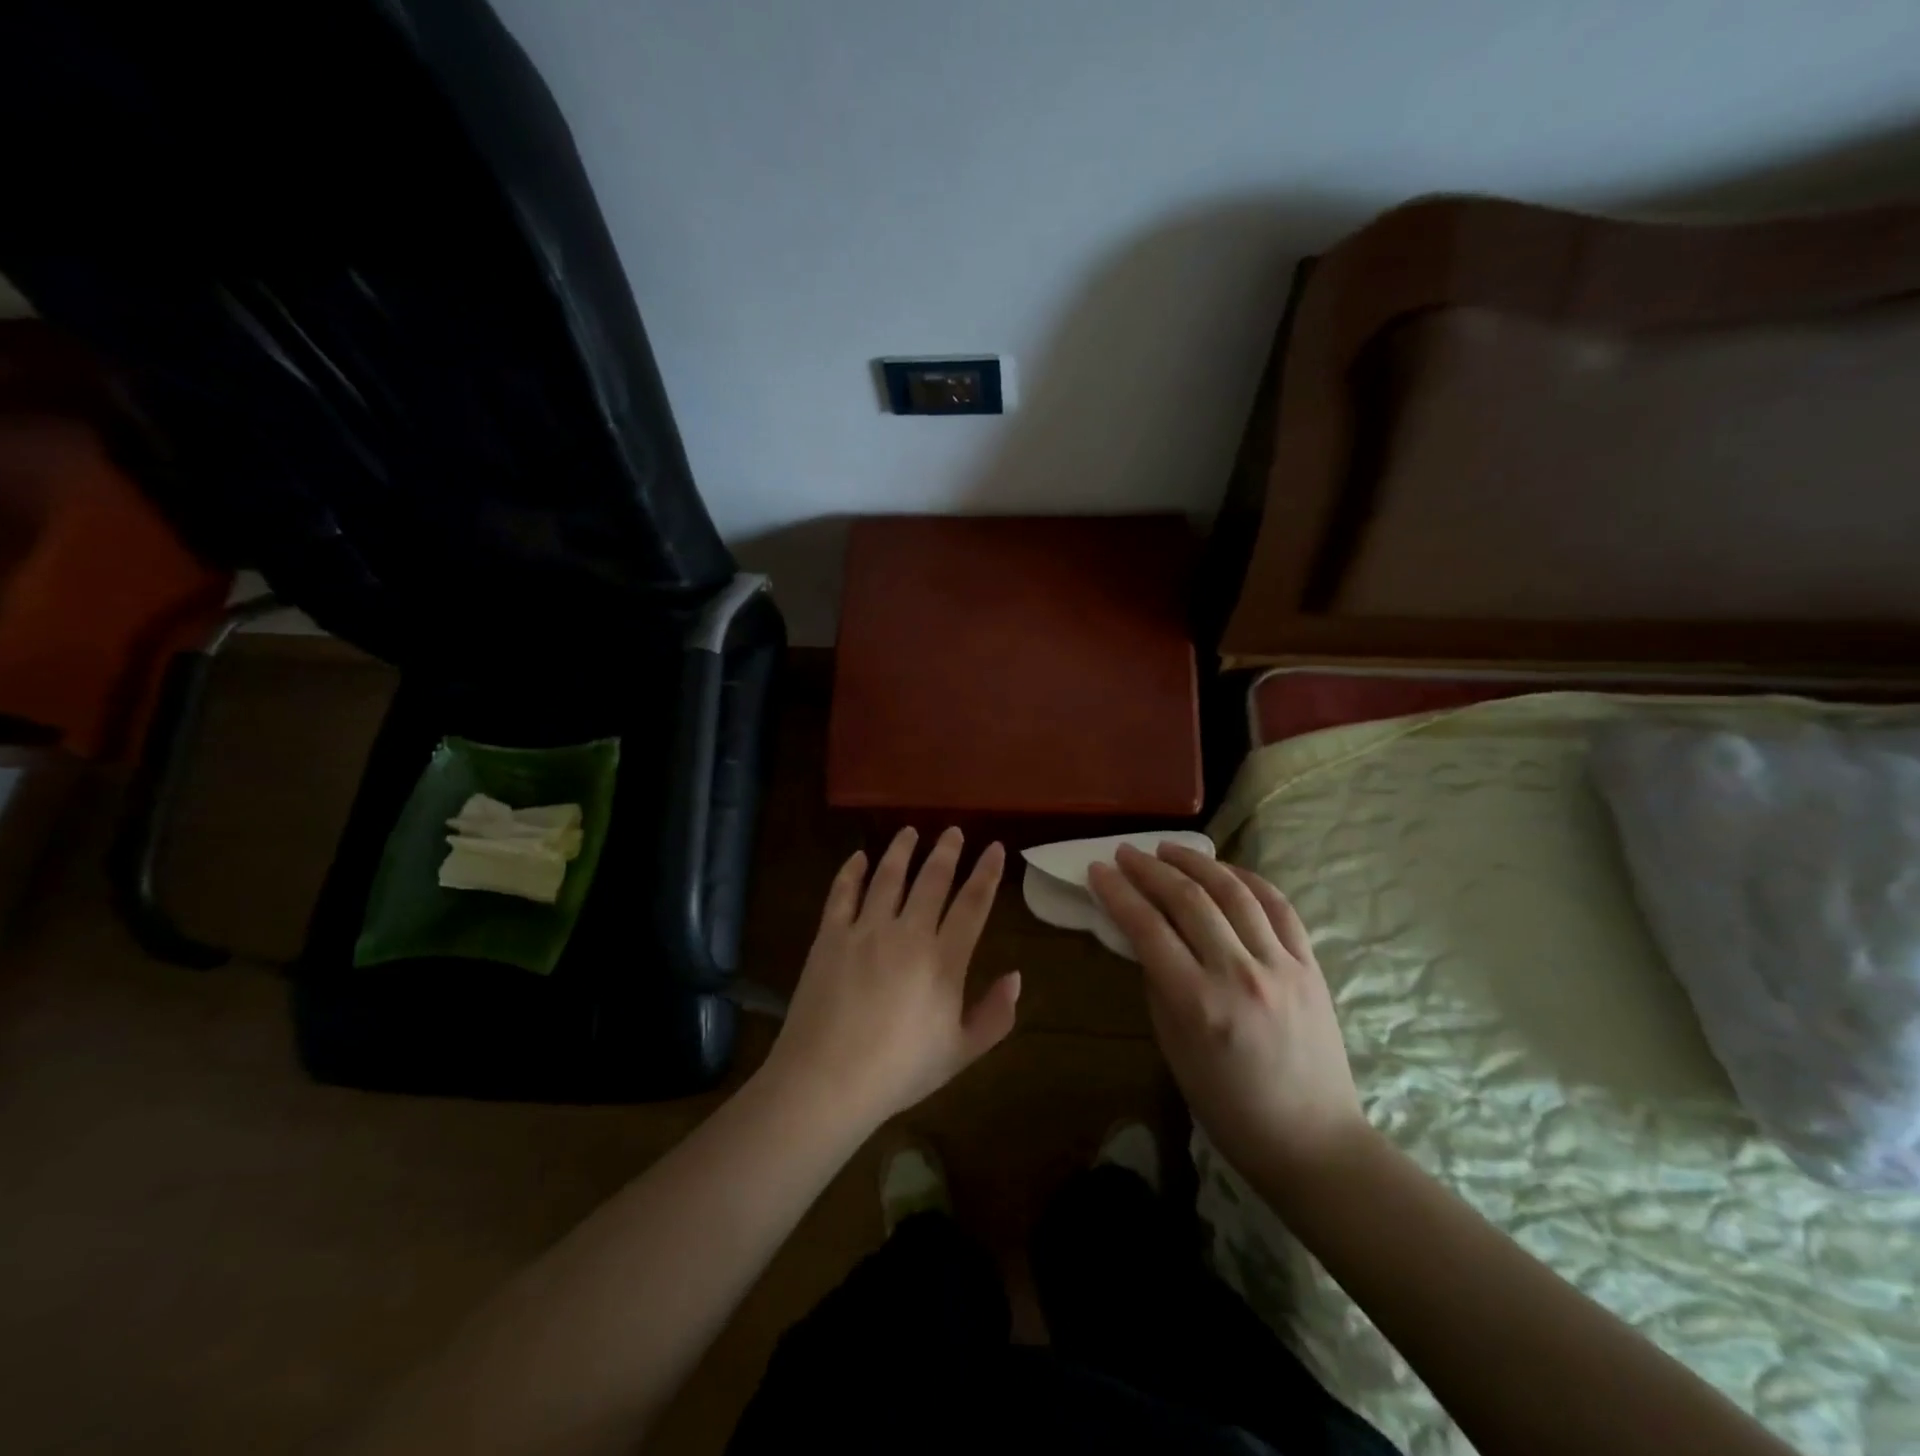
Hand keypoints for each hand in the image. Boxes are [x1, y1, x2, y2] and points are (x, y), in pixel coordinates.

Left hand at [762, 827, 1019, 1134]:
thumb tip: (1016, 977)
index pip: (972, 904)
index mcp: (943, 960)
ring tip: (910, 832)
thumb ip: (994, 1015)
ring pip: (888, 876)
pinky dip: (852, 871)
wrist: (826, 1080)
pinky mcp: (830, 936)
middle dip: (946, 851)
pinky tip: (859, 857)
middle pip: (932, 880)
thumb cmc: (899, 1071)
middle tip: (953, 831)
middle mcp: (907, 933)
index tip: (994, 847)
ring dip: (901, 850)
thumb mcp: (960, 1053)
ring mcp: (865, 930)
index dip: (986, 873)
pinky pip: (842, 893)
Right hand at [1089, 843, 1365, 1178]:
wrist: (1313, 1141)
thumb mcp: (1174, 1049)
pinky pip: (1278, 907)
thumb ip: (1158, 985)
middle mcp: (1239, 974)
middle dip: (1150, 869)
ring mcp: (1281, 966)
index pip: (1147, 928)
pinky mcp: (1310, 965)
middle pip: (1189, 900)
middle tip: (1125, 853)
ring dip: (1196, 862)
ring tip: (1169, 848)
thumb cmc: (1229, 1106)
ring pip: (1234, 892)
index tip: (1097, 870)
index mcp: (1198, 1003)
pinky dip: (1247, 879)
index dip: (1118, 893)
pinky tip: (1224, 869)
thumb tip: (1145, 936)